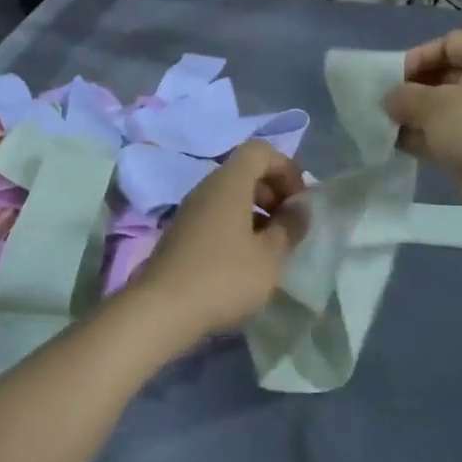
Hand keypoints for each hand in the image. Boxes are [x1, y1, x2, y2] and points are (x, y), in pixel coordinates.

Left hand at [128, 141, 305, 342]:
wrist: (161, 311)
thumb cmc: (223, 277)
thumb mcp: (269, 256)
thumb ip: (289, 227)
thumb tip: (299, 207)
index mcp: (229, 183)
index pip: (260, 150)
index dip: (286, 167)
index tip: (299, 201)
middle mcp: (207, 188)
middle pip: (245, 171)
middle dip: (274, 190)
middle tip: (289, 224)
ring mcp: (191, 211)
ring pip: (231, 195)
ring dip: (257, 211)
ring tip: (272, 247)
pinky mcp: (182, 234)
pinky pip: (217, 215)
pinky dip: (238, 226)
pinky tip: (246, 261)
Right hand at [383, 32, 461, 230]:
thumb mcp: (434, 105)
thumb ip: (404, 97)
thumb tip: (389, 100)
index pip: (449, 44)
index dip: (418, 57)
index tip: (391, 79)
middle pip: (445, 76)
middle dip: (412, 91)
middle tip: (383, 106)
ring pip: (445, 109)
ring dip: (415, 117)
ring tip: (384, 127)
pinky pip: (449, 136)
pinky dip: (426, 139)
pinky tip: (397, 146)